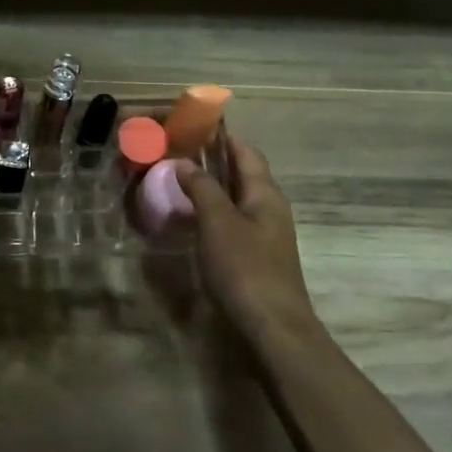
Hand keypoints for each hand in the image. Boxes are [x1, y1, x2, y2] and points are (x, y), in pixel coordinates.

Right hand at [176, 136, 319, 346]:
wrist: (273, 327)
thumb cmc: (245, 268)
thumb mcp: (218, 223)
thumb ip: (202, 189)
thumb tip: (185, 162)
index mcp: (265, 194)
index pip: (246, 152)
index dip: (223, 136)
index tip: (195, 124)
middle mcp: (269, 208)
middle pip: (243, 174)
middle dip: (214, 160)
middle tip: (178, 152)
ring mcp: (265, 234)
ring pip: (237, 199)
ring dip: (211, 187)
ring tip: (178, 181)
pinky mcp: (256, 257)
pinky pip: (232, 222)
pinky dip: (212, 212)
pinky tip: (192, 219)